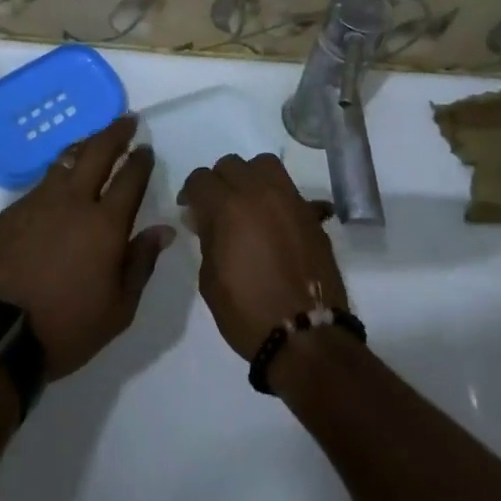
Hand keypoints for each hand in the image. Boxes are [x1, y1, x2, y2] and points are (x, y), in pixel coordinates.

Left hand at [0, 115, 174, 380]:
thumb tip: (163, 229)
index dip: (140, 160)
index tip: (146, 148)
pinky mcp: (12, 211)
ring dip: (84, 145)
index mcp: (105, 224)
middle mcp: (73, 201)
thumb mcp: (118, 309)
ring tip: (93, 140)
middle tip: (127, 121)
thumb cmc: (66, 327)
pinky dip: (58, 175)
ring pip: (66, 159)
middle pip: (97, 152)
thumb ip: (141, 263)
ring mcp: (38, 202)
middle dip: (115, 133)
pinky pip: (41, 183)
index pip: (130, 178)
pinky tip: (59, 183)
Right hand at [178, 153, 346, 361]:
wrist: (306, 335)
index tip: (190, 210)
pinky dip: (277, 196)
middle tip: (217, 208)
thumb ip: (207, 238)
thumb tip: (204, 218)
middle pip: (231, 164)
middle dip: (219, 182)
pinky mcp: (310, 214)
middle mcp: (259, 192)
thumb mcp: (210, 278)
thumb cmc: (247, 311)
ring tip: (248, 203)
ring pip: (264, 165)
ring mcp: (289, 200)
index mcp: (228, 207)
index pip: (201, 179)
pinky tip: (274, 221)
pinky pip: (289, 189)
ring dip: (251, 177)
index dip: (191, 193)